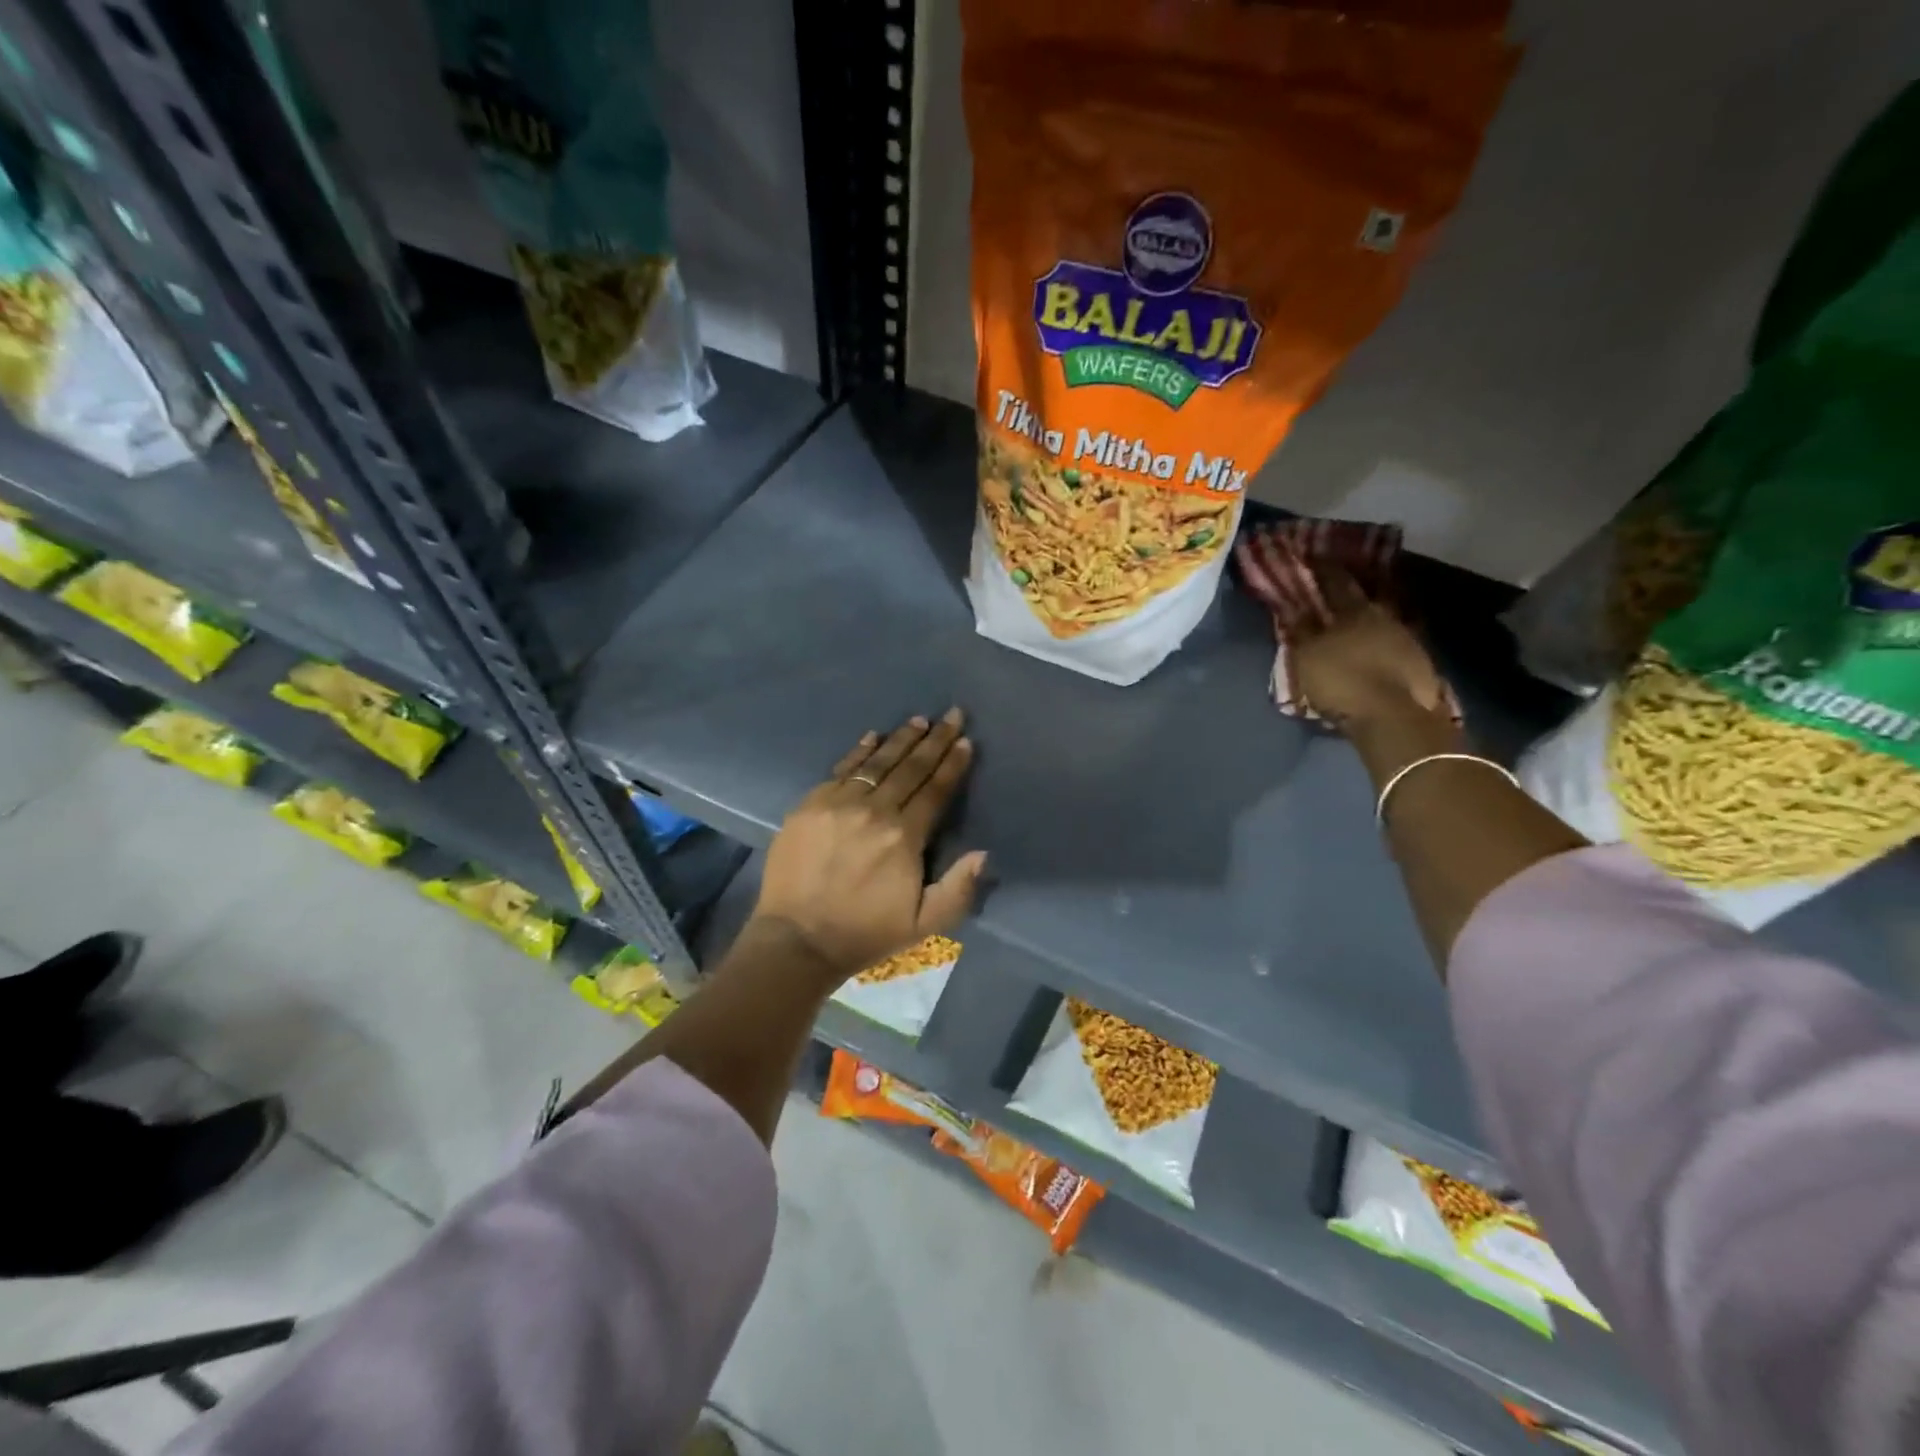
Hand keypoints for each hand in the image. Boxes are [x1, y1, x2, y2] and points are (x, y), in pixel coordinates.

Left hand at [752, 709, 987, 980]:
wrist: (798, 939)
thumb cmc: (866, 933)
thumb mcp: (924, 924)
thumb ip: (959, 889)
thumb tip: (983, 853)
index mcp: (904, 837)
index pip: (935, 790)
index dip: (952, 764)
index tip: (965, 741)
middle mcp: (874, 811)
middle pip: (910, 768)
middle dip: (934, 740)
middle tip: (952, 715)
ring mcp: (838, 804)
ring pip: (877, 762)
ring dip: (901, 739)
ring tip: (919, 720)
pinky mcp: (810, 804)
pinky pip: (841, 769)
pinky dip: (860, 751)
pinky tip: (874, 736)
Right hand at [1291, 567, 1450, 729]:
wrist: (1394, 717)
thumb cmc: (1342, 680)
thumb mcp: (1308, 656)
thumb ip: (1301, 630)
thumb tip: (1294, 607)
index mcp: (1355, 611)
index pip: (1336, 582)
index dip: (1325, 569)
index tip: (1315, 556)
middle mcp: (1385, 617)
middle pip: (1365, 600)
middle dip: (1351, 594)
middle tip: (1338, 591)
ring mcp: (1407, 641)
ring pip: (1382, 623)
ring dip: (1369, 622)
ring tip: (1355, 626)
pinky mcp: (1420, 665)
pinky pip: (1394, 646)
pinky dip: (1382, 645)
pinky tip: (1375, 653)